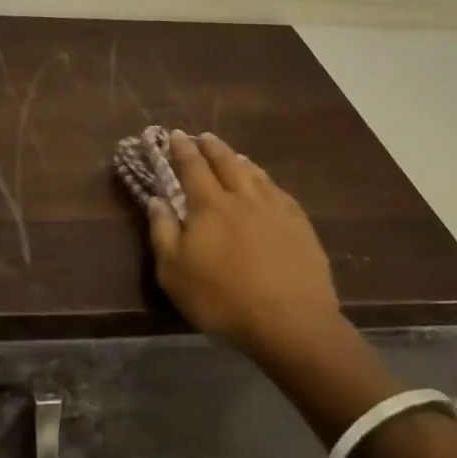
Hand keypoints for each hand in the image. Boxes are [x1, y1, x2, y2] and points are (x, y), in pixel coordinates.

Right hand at [147, 131, 343, 365]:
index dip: (182, 149)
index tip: (175, 134)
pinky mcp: (300, 225)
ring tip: (234, 155)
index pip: (192, 166)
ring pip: (255, 173)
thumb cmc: (223, 299)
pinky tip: (269, 186)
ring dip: (240, 160)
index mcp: (210, 205)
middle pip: (226, 162)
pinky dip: (268, 182)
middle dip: (212, 147)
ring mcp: (275, 208)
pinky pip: (280, 192)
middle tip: (204, 137)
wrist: (291, 322)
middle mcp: (242, 197)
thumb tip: (156, 199)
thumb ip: (163, 232)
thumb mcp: (175, 273)